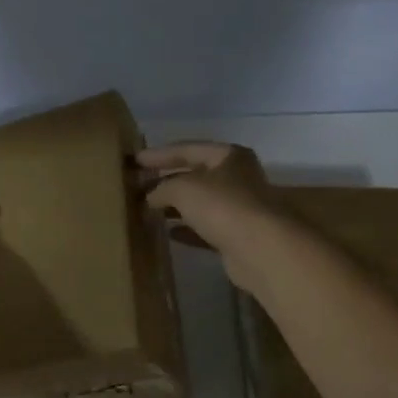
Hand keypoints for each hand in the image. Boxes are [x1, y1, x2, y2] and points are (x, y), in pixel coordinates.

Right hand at [138, 142, 280, 291]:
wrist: (260, 249)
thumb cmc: (222, 206)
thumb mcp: (183, 188)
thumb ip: (162, 188)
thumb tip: (150, 196)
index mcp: (229, 156)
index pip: (188, 149)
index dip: (160, 154)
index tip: (136, 160)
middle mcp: (238, 178)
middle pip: (196, 175)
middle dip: (167, 181)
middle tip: (139, 186)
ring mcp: (240, 208)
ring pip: (201, 203)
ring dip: (176, 206)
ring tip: (148, 209)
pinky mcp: (238, 236)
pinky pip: (206, 228)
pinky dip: (187, 229)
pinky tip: (168, 233)